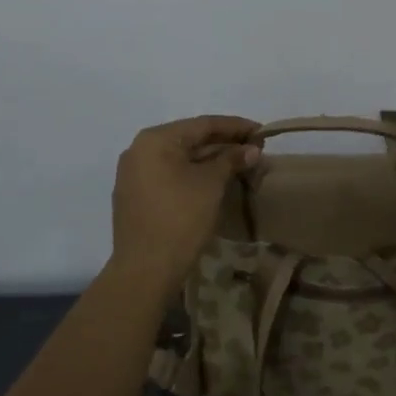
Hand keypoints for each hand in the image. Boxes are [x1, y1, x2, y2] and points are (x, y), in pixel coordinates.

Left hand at [111, 115, 261, 289]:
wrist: (145, 271)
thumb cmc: (180, 218)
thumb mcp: (211, 184)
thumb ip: (231, 160)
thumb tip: (251, 150)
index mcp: (155, 139)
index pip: (202, 124)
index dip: (235, 126)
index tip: (261, 131)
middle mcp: (139, 150)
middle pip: (189, 140)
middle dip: (224, 144)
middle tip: (254, 149)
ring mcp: (133, 175)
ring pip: (179, 159)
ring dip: (210, 160)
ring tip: (240, 164)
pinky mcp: (135, 197)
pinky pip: (169, 175)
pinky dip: (192, 175)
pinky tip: (214, 181)